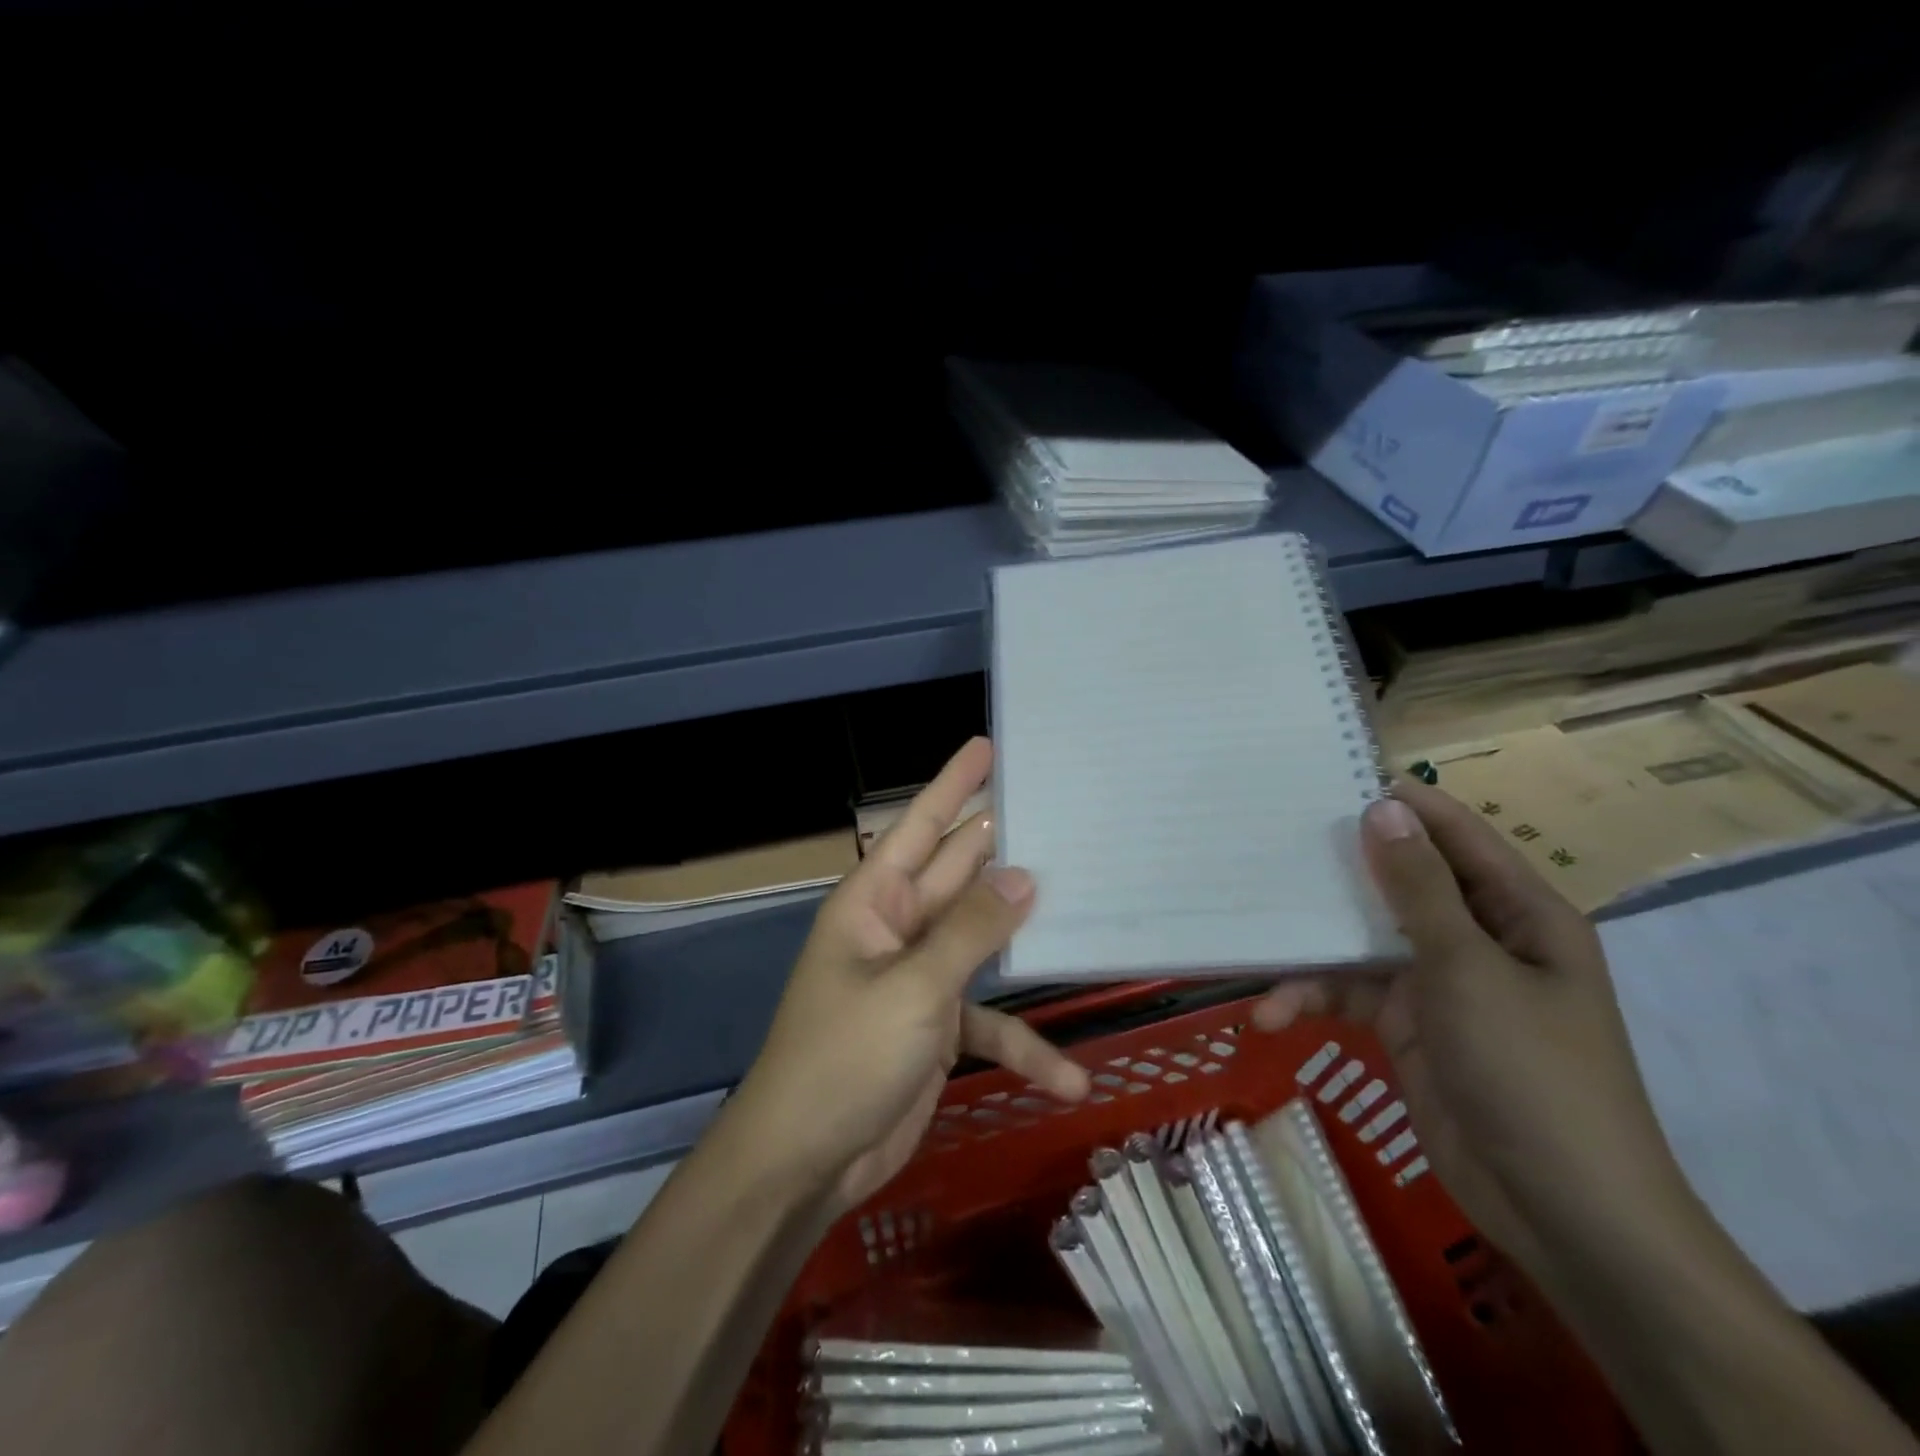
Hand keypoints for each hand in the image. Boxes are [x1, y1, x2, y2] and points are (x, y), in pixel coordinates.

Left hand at [724, 738, 1090, 1215]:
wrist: (805, 1162)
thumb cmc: (845, 1058)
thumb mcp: (914, 990)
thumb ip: (972, 931)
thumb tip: (1024, 874)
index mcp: (876, 901)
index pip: (920, 825)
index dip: (954, 784)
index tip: (991, 746)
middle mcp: (899, 928)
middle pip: (960, 873)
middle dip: (1004, 845)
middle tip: (1059, 811)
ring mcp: (921, 978)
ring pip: (983, 940)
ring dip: (1023, 934)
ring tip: (1084, 905)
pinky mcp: (938, 1028)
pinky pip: (989, 1023)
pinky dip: (1023, 1045)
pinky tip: (1068, 1078)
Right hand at [1251, 780, 1690, 1274]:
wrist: (1560, 1211)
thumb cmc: (1530, 1072)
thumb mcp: (1468, 970)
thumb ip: (1419, 889)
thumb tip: (1383, 807)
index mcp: (1518, 913)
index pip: (1457, 837)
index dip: (1402, 805)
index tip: (1330, 779)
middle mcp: (1479, 938)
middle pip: (1400, 884)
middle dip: (1340, 871)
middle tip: (1271, 844)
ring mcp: (1440, 983)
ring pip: (1363, 940)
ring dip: (1314, 948)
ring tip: (1256, 945)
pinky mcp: (1407, 1024)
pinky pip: (1351, 992)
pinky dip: (1313, 999)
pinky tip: (1273, 1013)